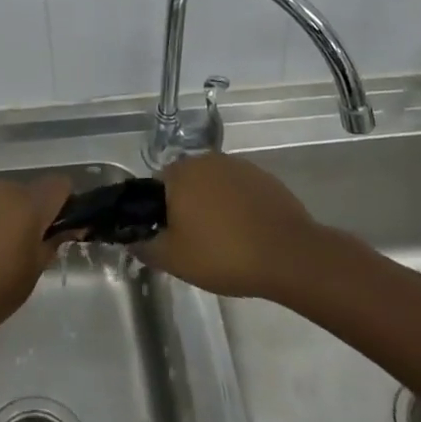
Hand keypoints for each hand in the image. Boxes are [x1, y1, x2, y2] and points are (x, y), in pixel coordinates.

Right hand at [137, 152, 321, 299]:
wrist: (288, 254)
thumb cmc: (223, 254)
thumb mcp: (175, 261)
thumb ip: (147, 248)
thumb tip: (132, 242)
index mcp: (179, 174)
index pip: (156, 186)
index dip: (159, 212)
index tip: (170, 237)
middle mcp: (205, 160)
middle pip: (185, 182)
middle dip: (186, 207)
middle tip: (195, 242)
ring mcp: (236, 165)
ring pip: (213, 184)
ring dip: (213, 204)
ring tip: (224, 240)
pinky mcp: (262, 176)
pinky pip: (239, 189)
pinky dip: (237, 205)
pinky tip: (247, 232)